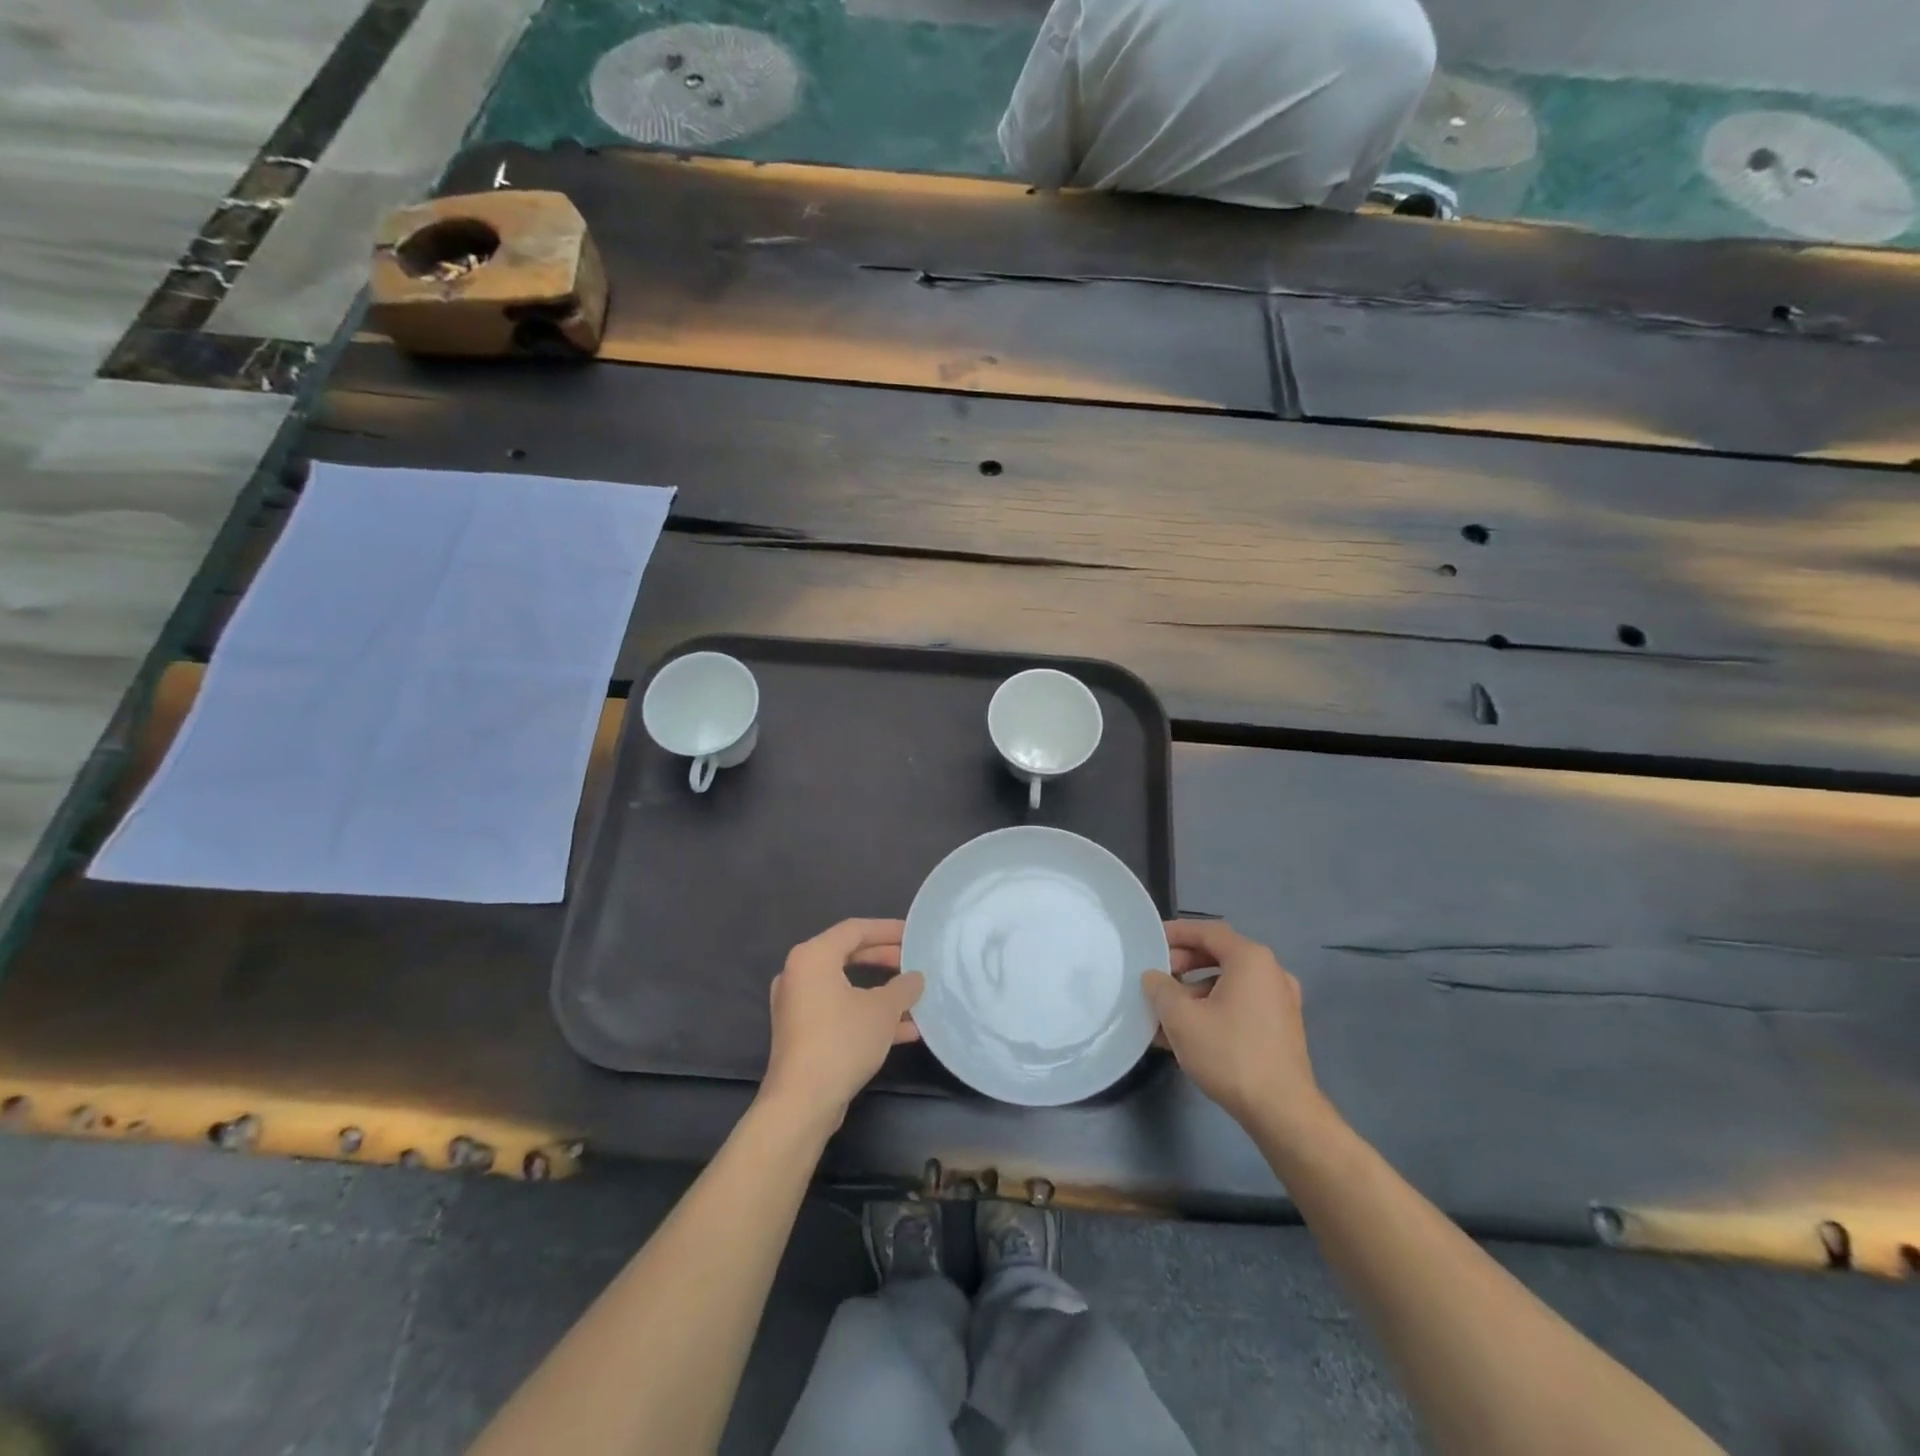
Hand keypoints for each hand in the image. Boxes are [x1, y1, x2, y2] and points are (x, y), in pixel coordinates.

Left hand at [761, 919, 923, 1131]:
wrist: (802, 1102)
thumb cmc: (842, 1041)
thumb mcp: (882, 1010)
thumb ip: (903, 987)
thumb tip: (915, 978)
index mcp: (813, 957)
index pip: (855, 929)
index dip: (888, 929)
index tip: (914, 934)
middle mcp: (799, 974)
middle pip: (849, 956)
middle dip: (886, 960)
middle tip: (914, 963)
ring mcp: (798, 1005)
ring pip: (847, 987)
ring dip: (881, 992)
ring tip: (915, 997)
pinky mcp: (802, 1033)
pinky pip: (840, 1011)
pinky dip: (867, 1014)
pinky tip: (904, 1030)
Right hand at [1143, 920, 1331, 1143]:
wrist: (1282, 1112)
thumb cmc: (1230, 1054)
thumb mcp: (1181, 1018)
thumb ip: (1160, 988)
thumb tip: (1154, 977)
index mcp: (1251, 959)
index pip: (1208, 931)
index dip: (1176, 933)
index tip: (1151, 940)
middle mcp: (1271, 972)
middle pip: (1220, 955)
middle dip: (1184, 963)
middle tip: (1157, 976)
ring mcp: (1280, 1001)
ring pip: (1229, 983)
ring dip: (1195, 990)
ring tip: (1166, 1011)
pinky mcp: (1282, 1028)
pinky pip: (1241, 1004)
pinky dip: (1214, 1008)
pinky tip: (1189, 1033)